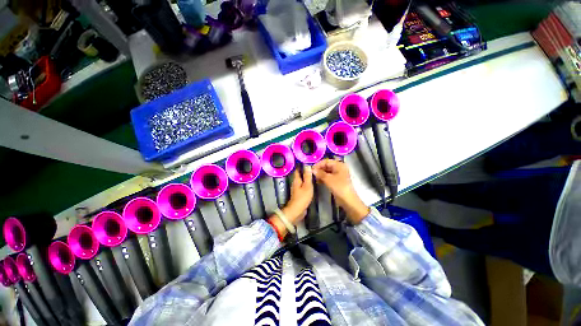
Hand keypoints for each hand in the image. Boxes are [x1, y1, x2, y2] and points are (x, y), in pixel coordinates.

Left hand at [282, 166, 313, 224]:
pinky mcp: (299, 193)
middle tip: (313, 167)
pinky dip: (307, 183)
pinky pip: (303, 185)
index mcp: (296, 179)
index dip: (301, 165)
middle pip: (300, 174)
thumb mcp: (307, 185)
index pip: (298, 169)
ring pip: (302, 180)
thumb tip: (307, 165)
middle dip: (304, 170)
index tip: (307, 161)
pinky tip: (311, 183)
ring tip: (313, 173)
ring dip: (306, 177)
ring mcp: (297, 188)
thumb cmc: (302, 197)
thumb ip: (307, 176)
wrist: (297, 210)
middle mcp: (295, 182)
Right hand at [313, 159, 368, 223]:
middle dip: (319, 169)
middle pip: (327, 166)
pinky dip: (323, 178)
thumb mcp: (328, 179)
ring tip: (314, 178)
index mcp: (339, 165)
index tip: (311, 169)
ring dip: (321, 174)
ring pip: (327, 171)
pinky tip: (318, 181)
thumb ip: (320, 173)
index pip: (326, 161)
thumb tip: (313, 170)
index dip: (318, 164)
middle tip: (312, 174)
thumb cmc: (339, 187)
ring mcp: (338, 174)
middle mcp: (339, 168)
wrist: (347, 199)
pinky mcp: (337, 180)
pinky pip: (329, 177)